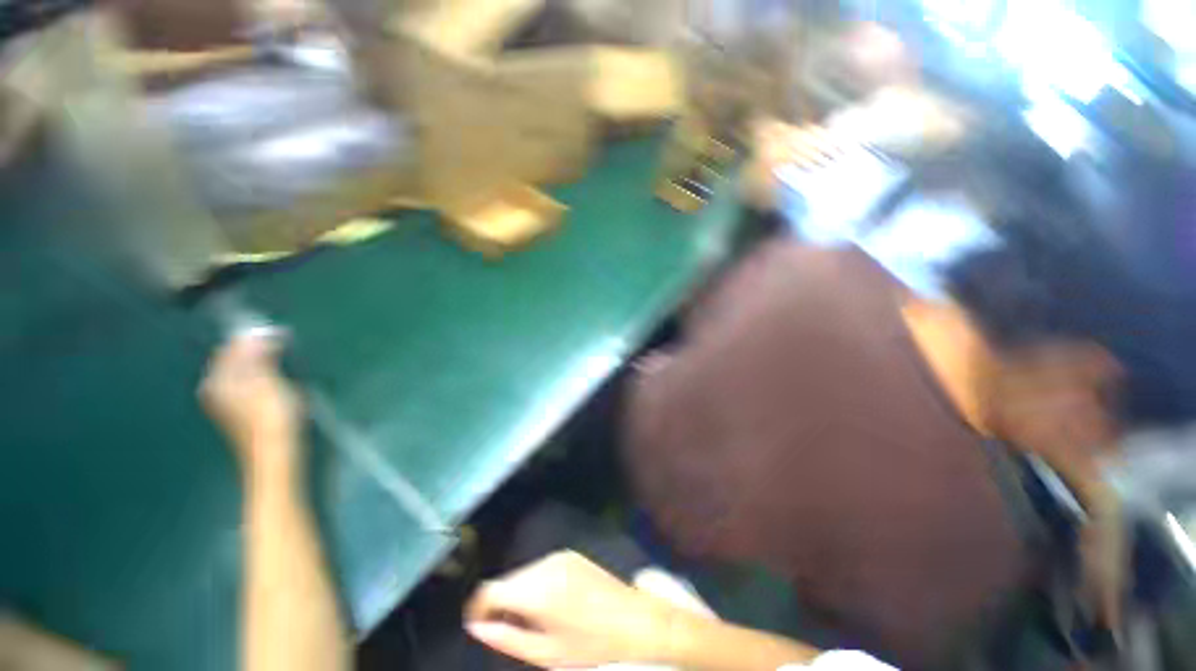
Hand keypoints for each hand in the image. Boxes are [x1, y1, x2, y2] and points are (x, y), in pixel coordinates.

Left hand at [200, 333, 302, 478]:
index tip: (281, 334)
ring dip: (262, 361)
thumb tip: (257, 334)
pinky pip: (248, 383)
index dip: (255, 337)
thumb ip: (260, 358)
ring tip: (283, 359)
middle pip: (235, 359)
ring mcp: (228, 402)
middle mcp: (217, 389)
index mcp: (219, 381)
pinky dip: (262, 375)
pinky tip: (277, 379)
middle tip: (283, 345)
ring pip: (243, 371)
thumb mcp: (268, 384)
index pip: (232, 348)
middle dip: (257, 349)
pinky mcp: (242, 411)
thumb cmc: (273, 419)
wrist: (276, 456)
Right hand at [464, 551, 680, 667]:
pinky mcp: (571, 554)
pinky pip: (542, 568)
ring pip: (524, 573)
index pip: (489, 589)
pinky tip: (552, 605)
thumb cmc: (590, 647)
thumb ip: (506, 639)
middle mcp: (544, 565)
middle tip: (511, 632)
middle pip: (507, 581)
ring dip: (520, 594)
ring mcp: (559, 555)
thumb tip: (477, 627)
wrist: (636, 621)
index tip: (479, 626)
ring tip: (536, 621)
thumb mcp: (545, 654)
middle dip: (501, 604)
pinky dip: (537, 584)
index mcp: (536, 590)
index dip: (478, 608)